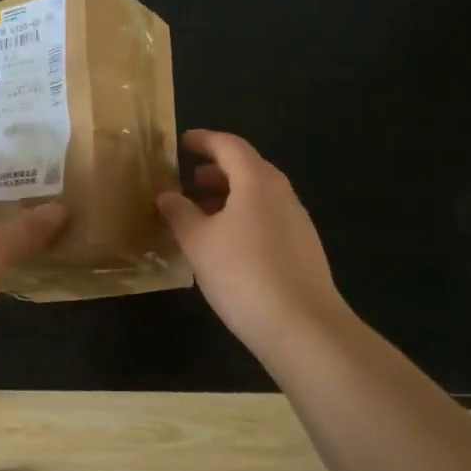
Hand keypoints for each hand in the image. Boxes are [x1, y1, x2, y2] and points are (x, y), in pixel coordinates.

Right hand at [157, 129, 351, 354]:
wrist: (304, 330)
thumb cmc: (243, 273)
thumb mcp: (198, 241)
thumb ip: (179, 212)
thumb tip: (167, 195)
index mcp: (257, 181)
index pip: (229, 145)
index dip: (203, 140)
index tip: (181, 143)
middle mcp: (282, 194)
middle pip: (247, 168)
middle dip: (214, 171)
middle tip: (185, 182)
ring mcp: (297, 223)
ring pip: (258, 196)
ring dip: (228, 197)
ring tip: (199, 215)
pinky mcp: (303, 250)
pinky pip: (267, 218)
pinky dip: (242, 218)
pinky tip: (224, 244)